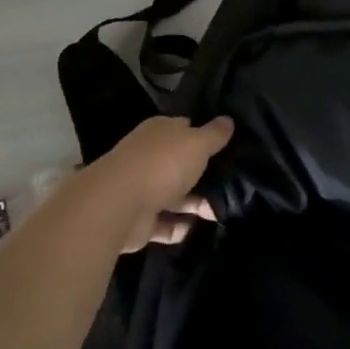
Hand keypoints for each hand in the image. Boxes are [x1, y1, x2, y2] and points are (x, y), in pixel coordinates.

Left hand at [81, 115, 232, 249]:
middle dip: (202, 175)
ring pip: (174, 196)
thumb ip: (215, 134)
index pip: (184, 128)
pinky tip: (192, 228)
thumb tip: (228, 120)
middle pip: (180, 164)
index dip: (204, 135)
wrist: (118, 205)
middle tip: (230, 184)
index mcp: (160, 132)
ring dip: (194, 204)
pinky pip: (163, 224)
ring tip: (217, 212)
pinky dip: (177, 228)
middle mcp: (148, 157)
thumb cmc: (163, 164)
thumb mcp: (198, 143)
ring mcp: (141, 189)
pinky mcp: (138, 220)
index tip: (227, 146)